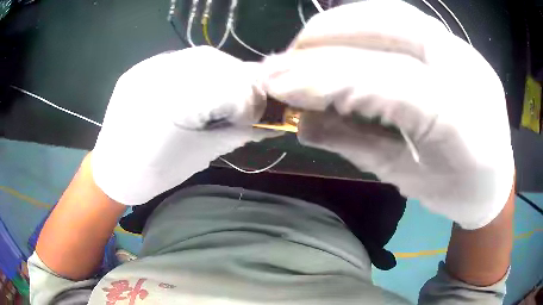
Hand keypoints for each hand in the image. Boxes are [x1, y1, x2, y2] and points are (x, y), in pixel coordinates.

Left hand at [92, 46, 271, 204]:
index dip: (252, 99)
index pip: (231, 85)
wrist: (113, 170)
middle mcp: (160, 75)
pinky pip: (179, 60)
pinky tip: (197, 87)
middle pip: (217, 63)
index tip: (258, 116)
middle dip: (240, 80)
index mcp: (175, 102)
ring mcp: (147, 68)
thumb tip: (269, 125)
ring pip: (199, 57)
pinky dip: (198, 70)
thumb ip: (236, 133)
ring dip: (220, 72)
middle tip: (245, 101)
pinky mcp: (140, 68)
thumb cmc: (155, 172)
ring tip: (223, 93)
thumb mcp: (199, 155)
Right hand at [263, 0, 513, 228]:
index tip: (276, 83)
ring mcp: (465, 51)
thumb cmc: (457, 192)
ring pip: (396, 14)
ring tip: (308, 45)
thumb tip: (301, 124)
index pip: (390, 83)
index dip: (327, 78)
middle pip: (392, 30)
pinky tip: (342, 37)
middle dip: (328, 38)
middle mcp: (468, 73)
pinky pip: (405, 18)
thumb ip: (355, 145)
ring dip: (343, 23)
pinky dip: (365, 20)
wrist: (495, 180)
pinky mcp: (458, 44)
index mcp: (463, 124)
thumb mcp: (406, 179)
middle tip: (286, 59)